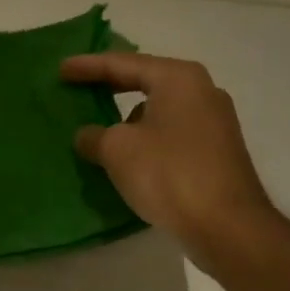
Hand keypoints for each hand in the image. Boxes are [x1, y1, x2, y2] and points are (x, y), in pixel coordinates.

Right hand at [61, 51, 275, 257]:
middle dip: (110, 87)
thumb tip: (88, 136)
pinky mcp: (217, 152)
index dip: (88, 66)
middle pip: (145, 81)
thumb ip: (94, 136)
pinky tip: (128, 157)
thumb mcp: (117, 150)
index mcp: (178, 79)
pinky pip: (171, 134)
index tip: (61, 69)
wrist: (228, 226)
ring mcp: (214, 122)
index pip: (123, 64)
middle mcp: (202, 91)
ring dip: (129, 118)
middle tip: (78, 88)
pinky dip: (146, 138)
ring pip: (159, 110)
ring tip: (99, 129)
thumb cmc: (169, 174)